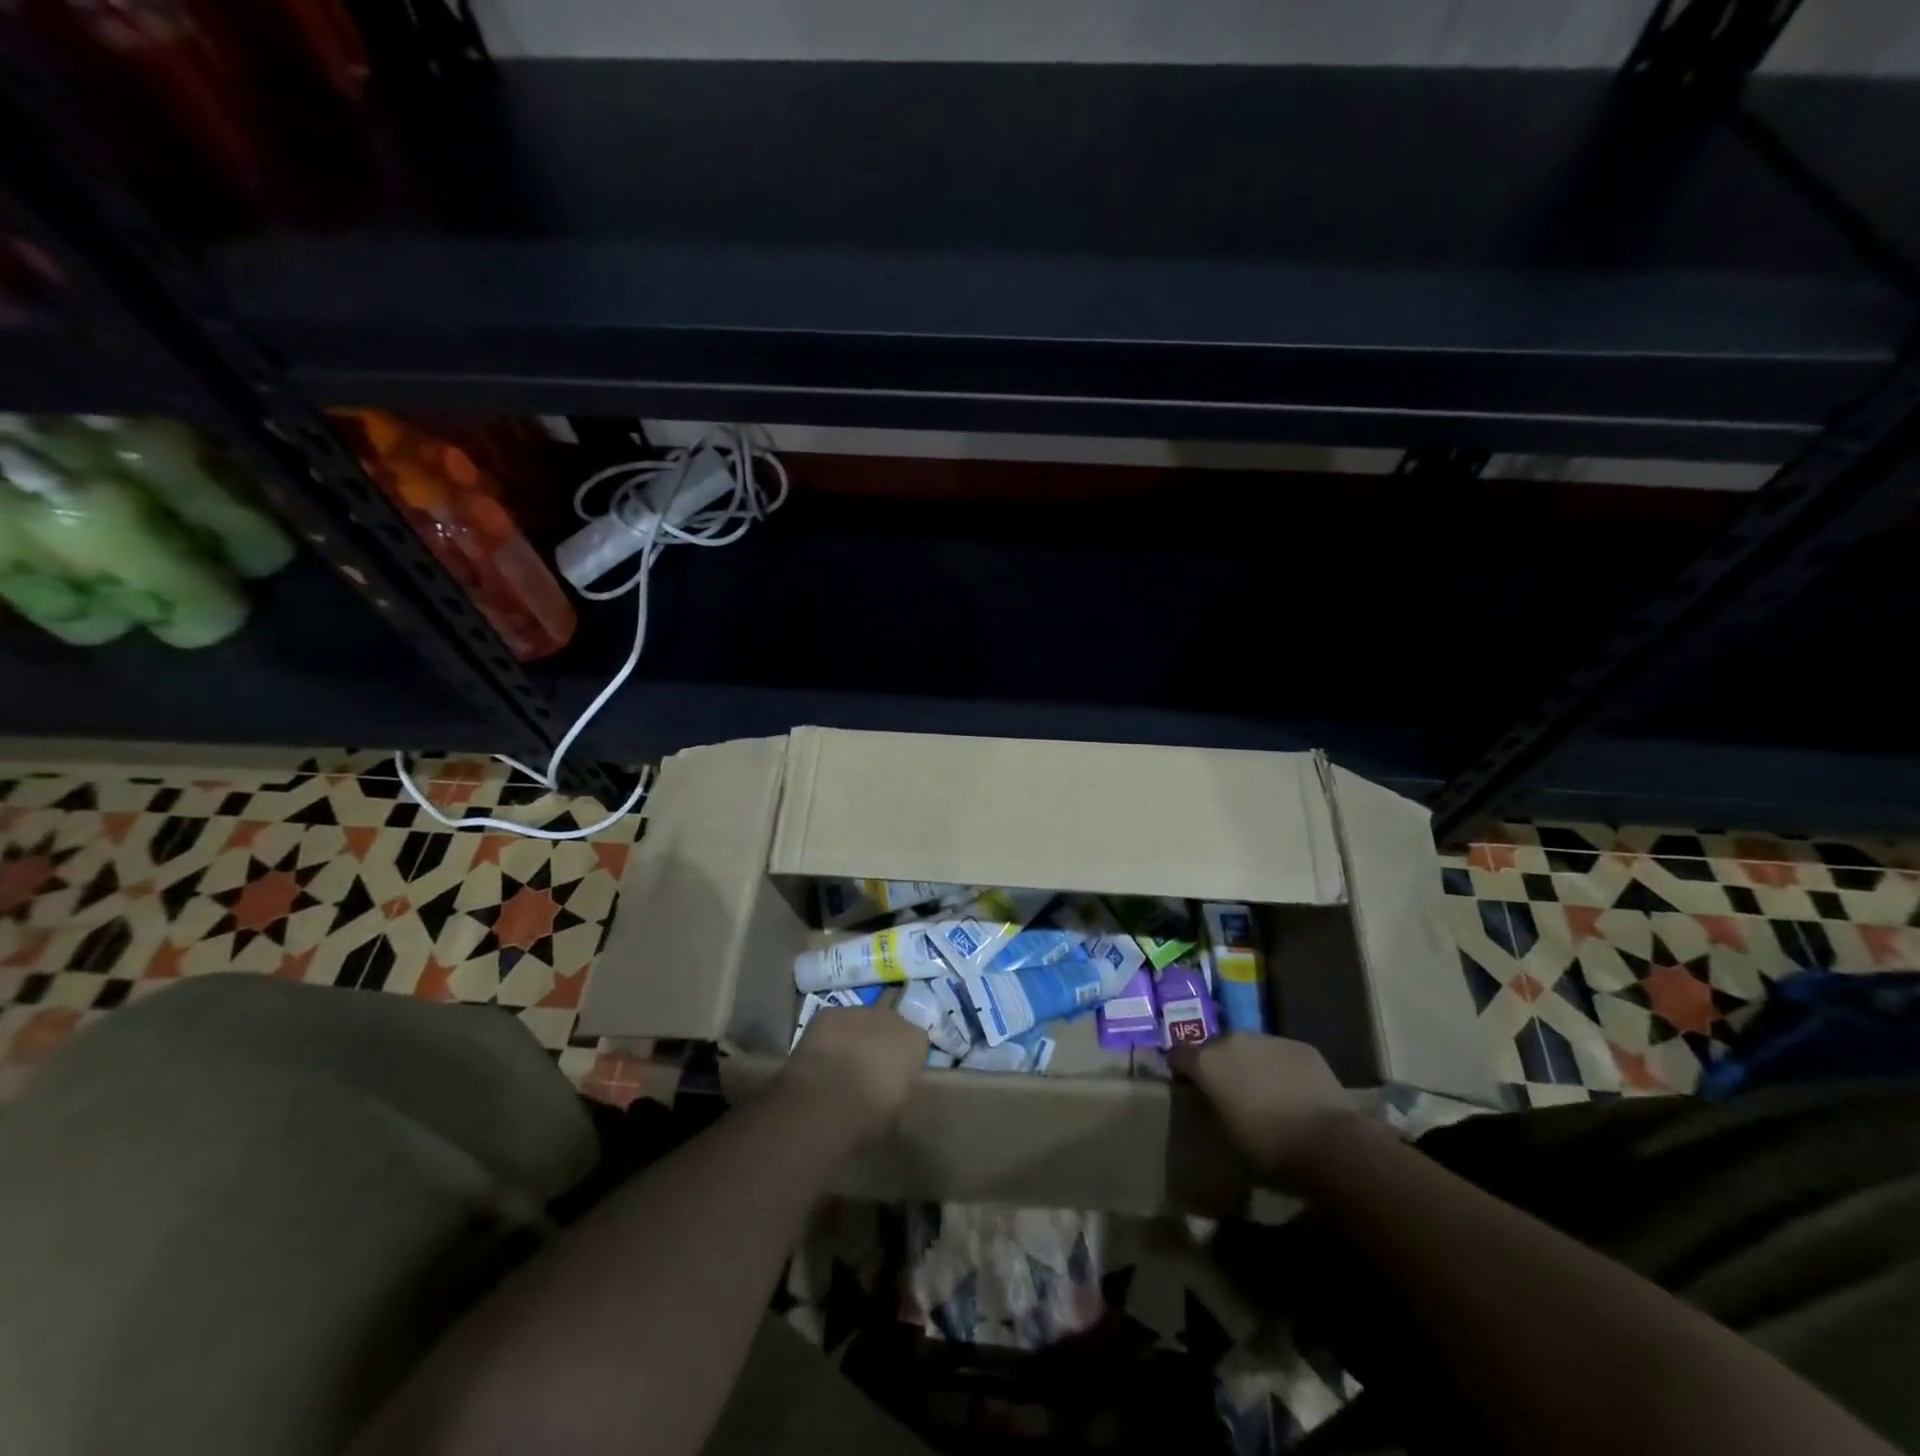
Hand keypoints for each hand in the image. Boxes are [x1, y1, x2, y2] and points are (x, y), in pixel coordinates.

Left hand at [782, 1007, 925, 1142]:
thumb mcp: (897, 1113)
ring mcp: (858, 1012)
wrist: (828, 1103)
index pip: (914, 1043)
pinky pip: (831, 1023)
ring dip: (852, 1038)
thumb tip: (888, 1093)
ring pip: (858, 1022)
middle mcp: (891, 1018)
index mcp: (915, 1041)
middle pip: (887, 1026)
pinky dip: (826, 1037)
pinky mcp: (828, 1013)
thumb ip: (898, 1091)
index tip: (891, 1078)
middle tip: (865, 1070)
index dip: (901, 1060)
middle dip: (878, 1043)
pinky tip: (817, 1060)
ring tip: (837, 1067)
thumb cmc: (871, 1116)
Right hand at [1170, 1034, 1366, 1188]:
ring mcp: (1269, 1039)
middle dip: (1217, 1066)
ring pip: (1249, 1048)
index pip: (1178, 1055)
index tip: (1187, 1088)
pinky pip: (1279, 1054)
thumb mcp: (1224, 1139)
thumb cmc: (1269, 1148)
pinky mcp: (1301, 1046)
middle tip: (1228, 1093)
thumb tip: (1201, 1098)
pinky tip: (1292, 1093)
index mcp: (1207, 1062)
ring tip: (1262, 1093)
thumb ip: (1206, 1110)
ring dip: (1249, 1064)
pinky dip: (1278, 1068)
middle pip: (1215, 1048)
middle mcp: (1233, 1040)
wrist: (1333, 1145)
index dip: (1181, 1071)